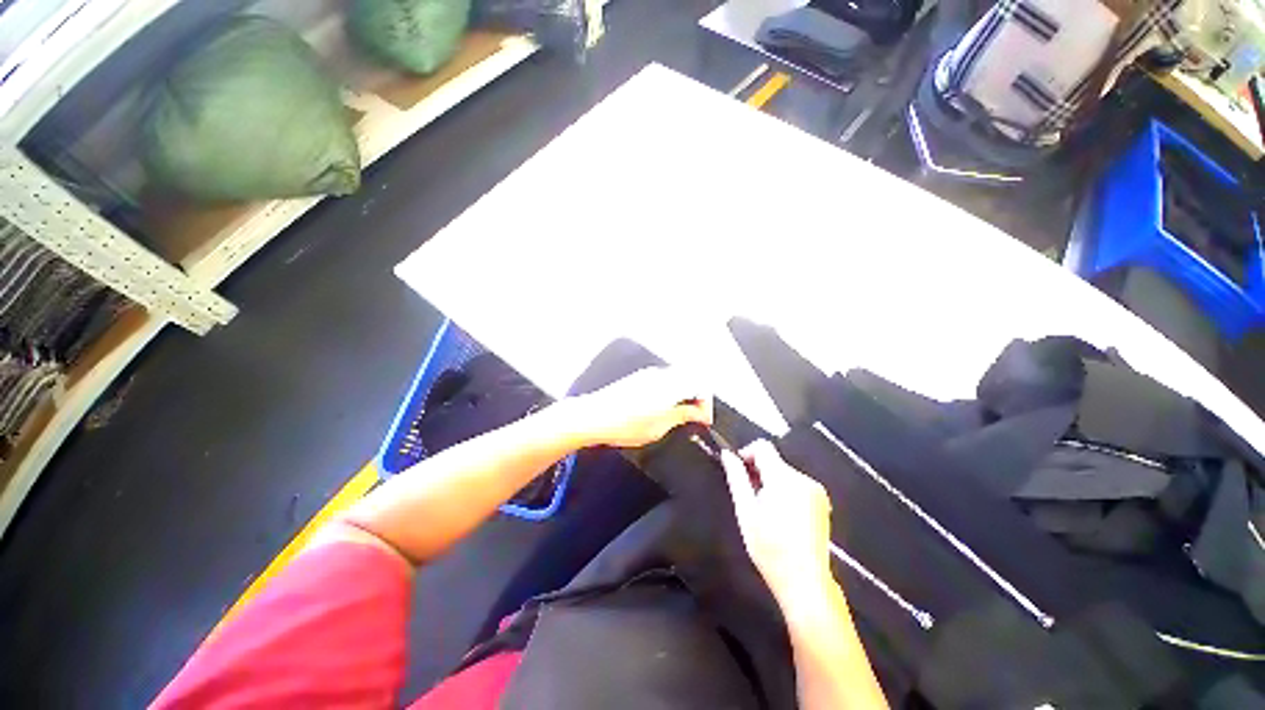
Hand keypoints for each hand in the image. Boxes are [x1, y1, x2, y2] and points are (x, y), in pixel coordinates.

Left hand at [568, 367, 712, 447]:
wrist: (593, 416)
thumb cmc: (624, 425)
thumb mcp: (659, 427)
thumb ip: (682, 416)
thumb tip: (698, 413)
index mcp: (670, 386)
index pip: (701, 385)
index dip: (706, 403)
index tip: (704, 419)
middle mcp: (661, 375)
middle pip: (690, 378)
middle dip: (697, 396)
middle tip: (696, 416)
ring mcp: (648, 374)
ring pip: (677, 378)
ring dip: (684, 393)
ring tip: (680, 414)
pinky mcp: (639, 378)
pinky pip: (664, 379)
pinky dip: (671, 391)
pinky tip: (664, 407)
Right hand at [721, 440, 836, 611]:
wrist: (806, 582)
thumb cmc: (770, 548)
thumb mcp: (746, 512)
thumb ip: (736, 478)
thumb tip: (727, 454)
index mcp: (784, 479)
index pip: (763, 447)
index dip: (747, 453)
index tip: (739, 471)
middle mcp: (804, 479)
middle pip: (774, 461)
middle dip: (758, 472)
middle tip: (749, 497)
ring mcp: (816, 491)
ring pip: (785, 473)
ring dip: (771, 482)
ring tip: (764, 510)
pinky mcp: (822, 502)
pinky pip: (797, 485)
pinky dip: (785, 491)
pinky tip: (781, 516)